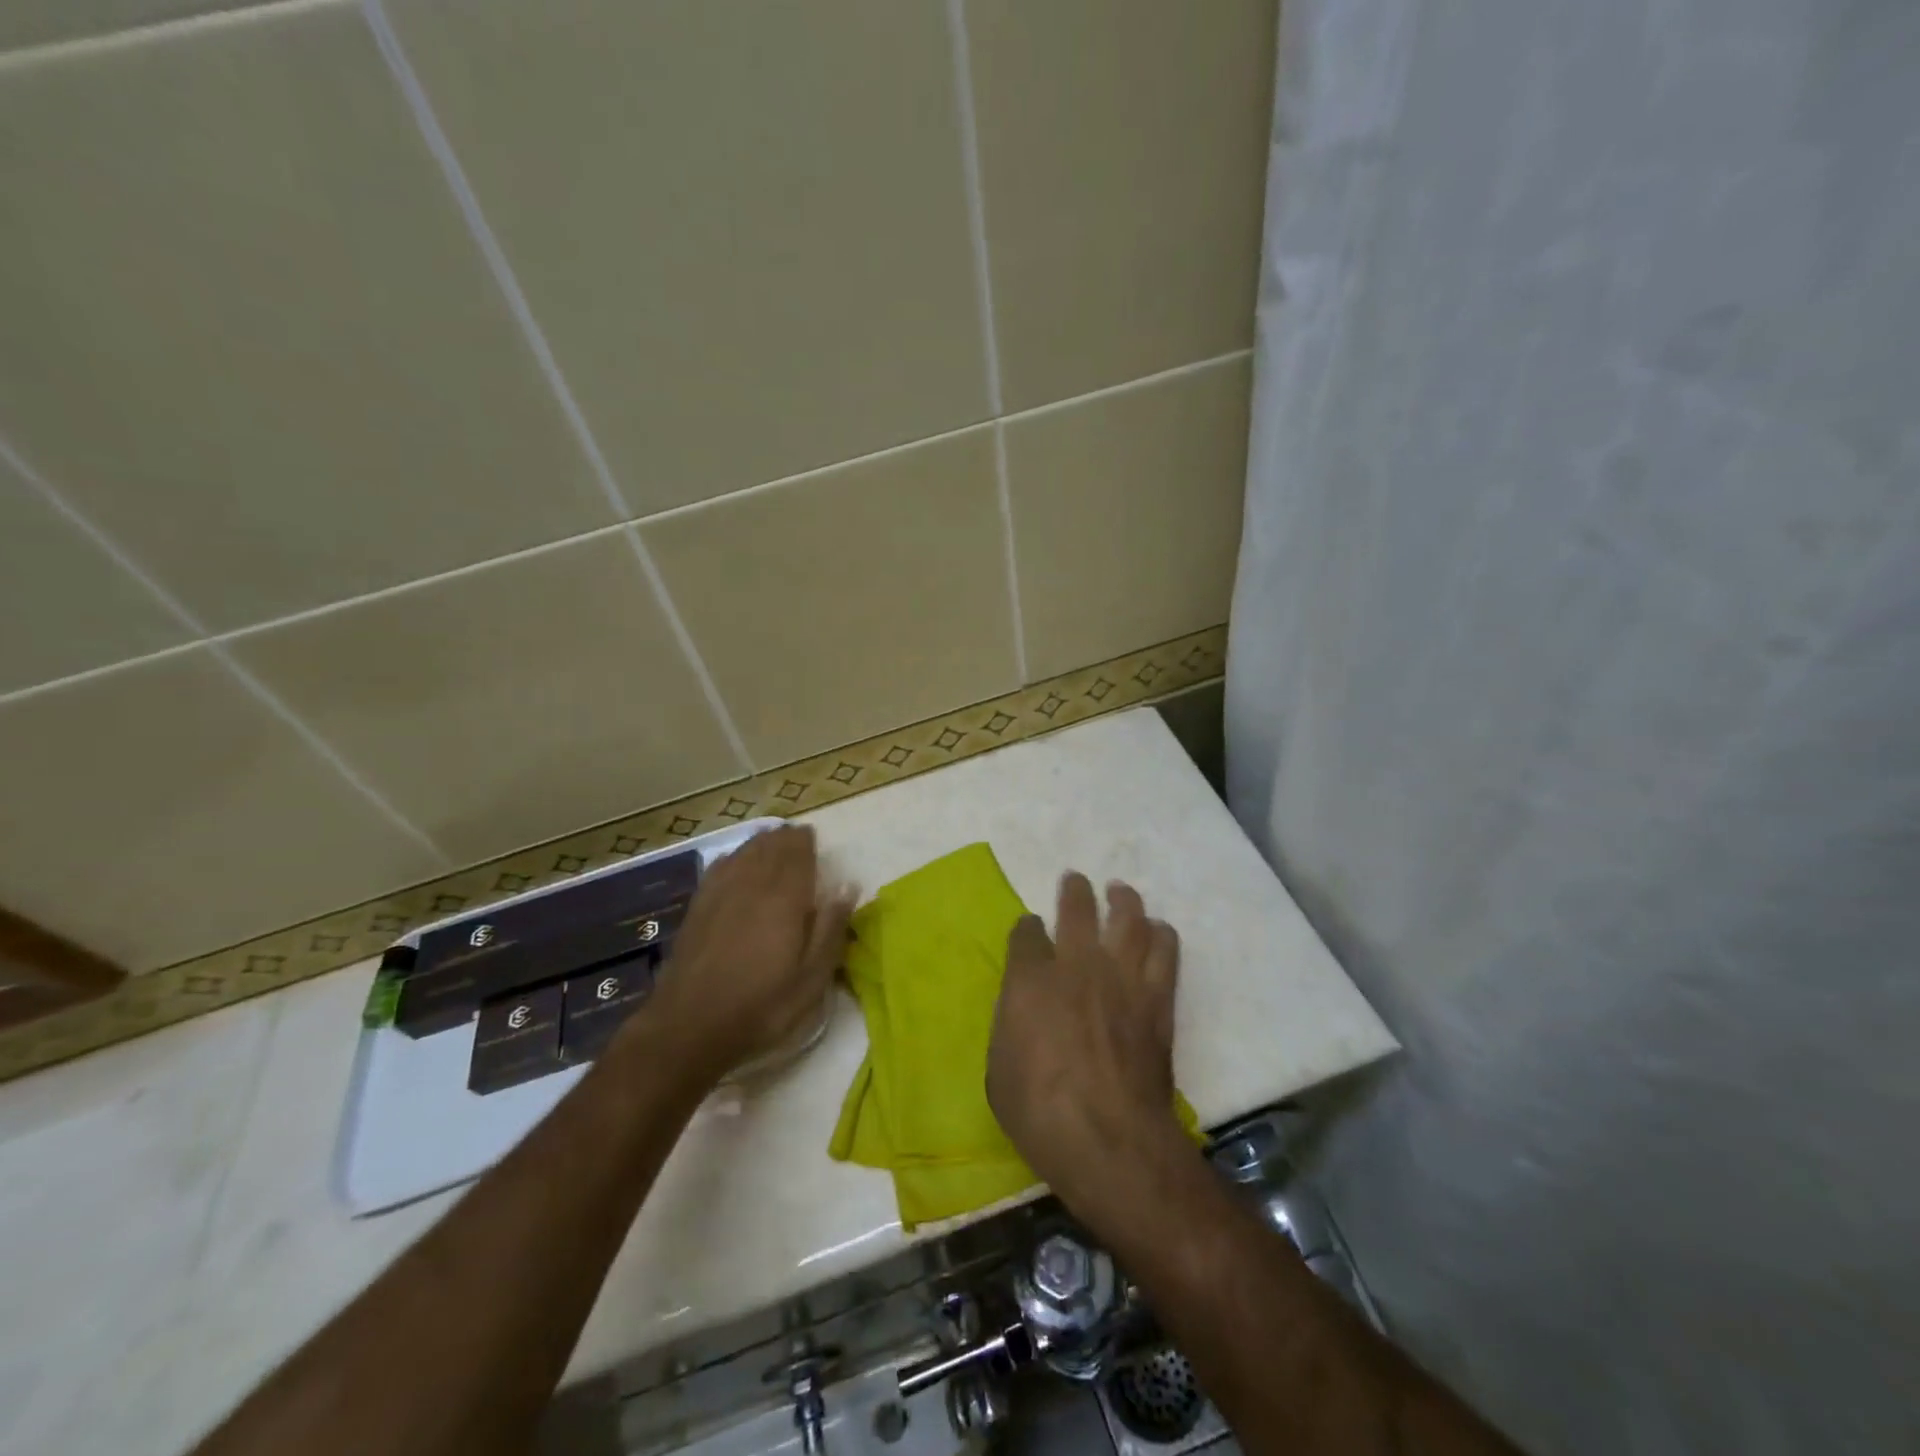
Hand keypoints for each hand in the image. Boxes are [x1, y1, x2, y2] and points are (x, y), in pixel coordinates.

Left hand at [641, 825, 854, 1084]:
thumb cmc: (762, 1005)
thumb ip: (832, 927)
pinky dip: (735, 858)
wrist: (689, 1026)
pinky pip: (720, 866)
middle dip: (785, 839)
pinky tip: (737, 863)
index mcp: (785, 896)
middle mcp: (752, 882)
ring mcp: (720, 892)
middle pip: (770, 845)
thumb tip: (847, 885)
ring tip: (772, 845)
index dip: (806, 841)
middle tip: (798, 841)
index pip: (797, 851)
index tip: (814, 840)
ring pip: (744, 852)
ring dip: (761, 844)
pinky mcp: (697, 906)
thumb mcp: (812, 977)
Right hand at [986, 873, 1183, 1207]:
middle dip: (1075, 890)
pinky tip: (1159, 932)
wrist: (1109, 1139)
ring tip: (1121, 892)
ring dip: (1123, 900)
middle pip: (1077, 909)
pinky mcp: (1156, 1000)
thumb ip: (1011, 1023)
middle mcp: (1076, 965)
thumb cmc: (1039, 1111)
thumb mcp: (999, 1068)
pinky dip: (1161, 936)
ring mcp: (1121, 978)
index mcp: (1030, 979)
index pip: (1027, 933)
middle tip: (1076, 880)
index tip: (1030, 929)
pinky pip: (1164, 952)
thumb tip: (1022, 1009)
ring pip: (1127, 919)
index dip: (1027, 928)